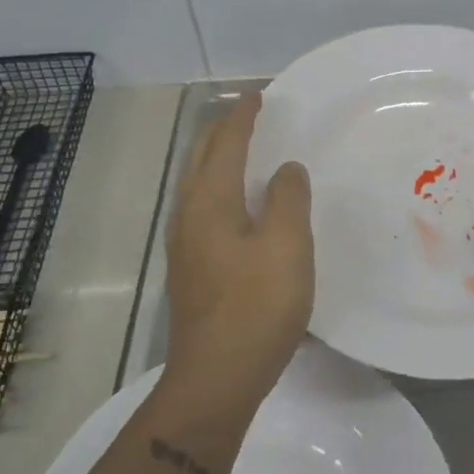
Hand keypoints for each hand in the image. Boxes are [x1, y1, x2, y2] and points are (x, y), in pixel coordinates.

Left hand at [164, 92, 313, 408]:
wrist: (217, 378)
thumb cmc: (257, 306)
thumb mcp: (287, 245)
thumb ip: (288, 198)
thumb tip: (285, 170)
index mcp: (210, 202)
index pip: (226, 144)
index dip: (243, 117)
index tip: (258, 95)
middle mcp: (189, 216)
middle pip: (202, 159)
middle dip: (223, 132)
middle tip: (249, 116)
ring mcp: (185, 245)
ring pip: (198, 185)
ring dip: (218, 159)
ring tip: (243, 151)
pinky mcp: (192, 269)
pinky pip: (203, 208)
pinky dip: (220, 188)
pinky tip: (239, 206)